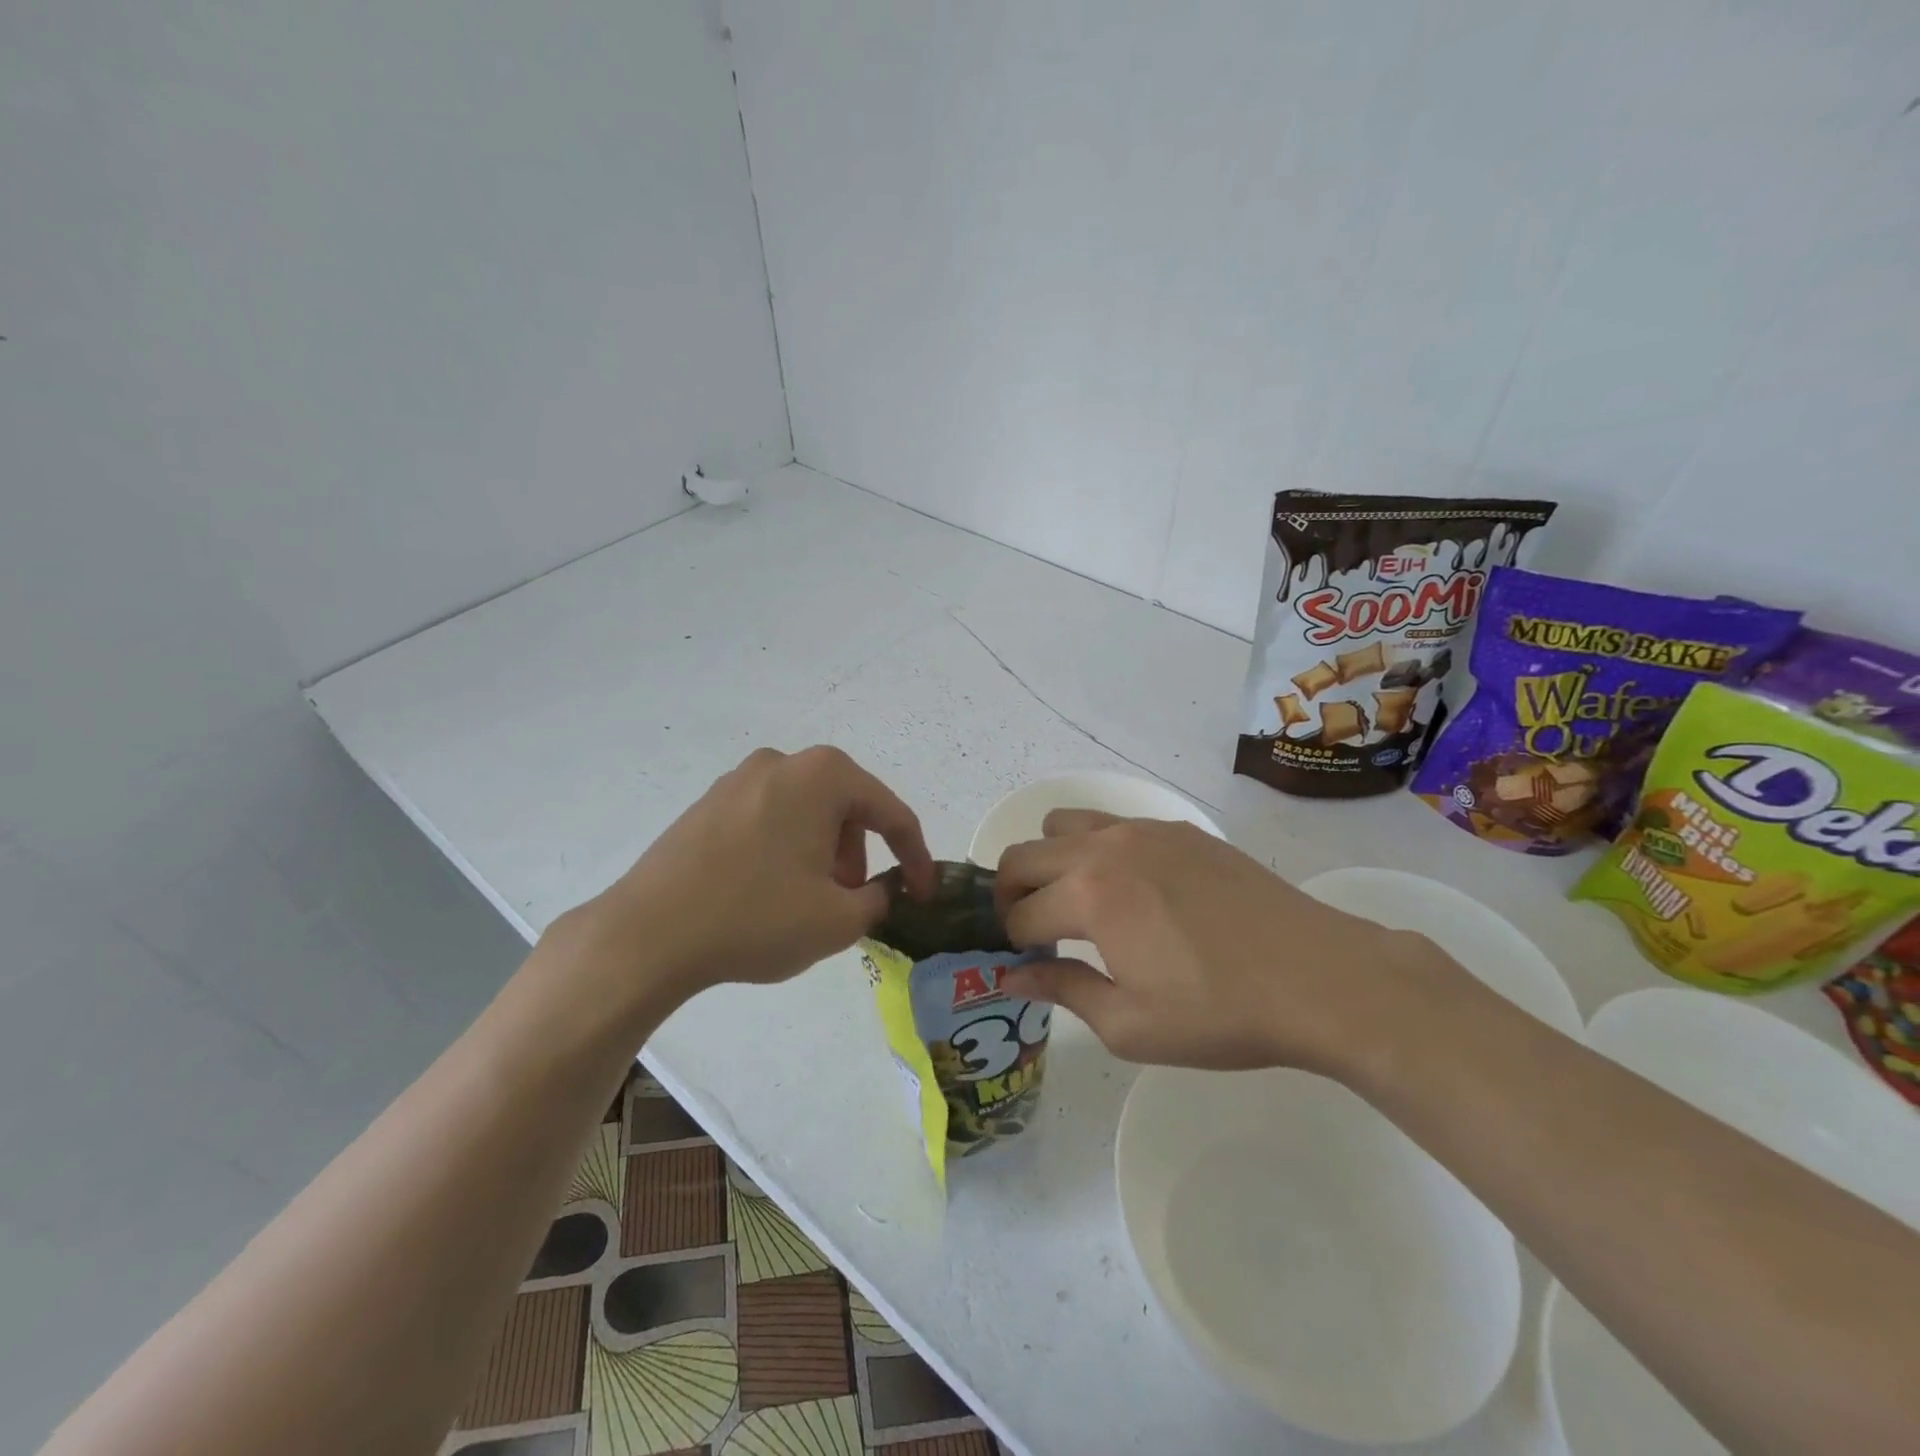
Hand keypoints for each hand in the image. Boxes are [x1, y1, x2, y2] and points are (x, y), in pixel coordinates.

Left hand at [547, 747, 935, 1015]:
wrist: (648, 935)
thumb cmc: (756, 918)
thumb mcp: (838, 920)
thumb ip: (879, 899)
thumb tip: (882, 891)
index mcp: (822, 776)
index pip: (891, 813)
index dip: (916, 857)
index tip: (923, 894)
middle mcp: (782, 763)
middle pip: (846, 807)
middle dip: (860, 854)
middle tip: (853, 900)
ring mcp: (738, 779)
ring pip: (806, 813)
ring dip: (823, 852)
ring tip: (809, 900)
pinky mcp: (708, 804)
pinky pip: (769, 819)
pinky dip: (786, 849)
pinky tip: (769, 891)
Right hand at [994, 811, 1451, 1073]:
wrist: (1319, 977)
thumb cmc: (1220, 1013)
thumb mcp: (1131, 1025)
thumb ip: (1062, 990)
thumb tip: (1012, 974)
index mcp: (1089, 896)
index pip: (1019, 914)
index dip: (1010, 944)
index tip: (1022, 965)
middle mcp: (1105, 848)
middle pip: (1024, 855)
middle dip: (1010, 894)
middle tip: (1033, 932)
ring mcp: (1144, 830)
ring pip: (1064, 824)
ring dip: (1051, 861)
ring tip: (1078, 902)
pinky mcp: (1179, 829)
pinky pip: (1113, 824)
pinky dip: (1097, 850)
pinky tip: (1134, 892)